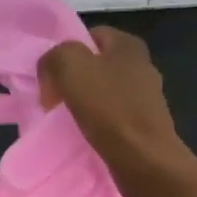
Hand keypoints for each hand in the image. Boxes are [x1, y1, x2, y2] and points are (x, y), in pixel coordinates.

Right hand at [38, 26, 187, 180]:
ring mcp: (145, 97)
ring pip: (101, 93)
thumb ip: (54, 57)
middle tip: (53, 100)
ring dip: (81, 105)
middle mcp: (141, 66)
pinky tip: (84, 136)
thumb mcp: (70, 66)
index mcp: (128, 45)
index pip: (88, 36)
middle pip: (93, 65)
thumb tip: (51, 75)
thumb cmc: (109, 108)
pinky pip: (110, 117)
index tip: (51, 78)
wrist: (144, 160)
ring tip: (65, 121)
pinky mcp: (144, 125)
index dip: (64, 54)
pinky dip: (95, 124)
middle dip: (71, 81)